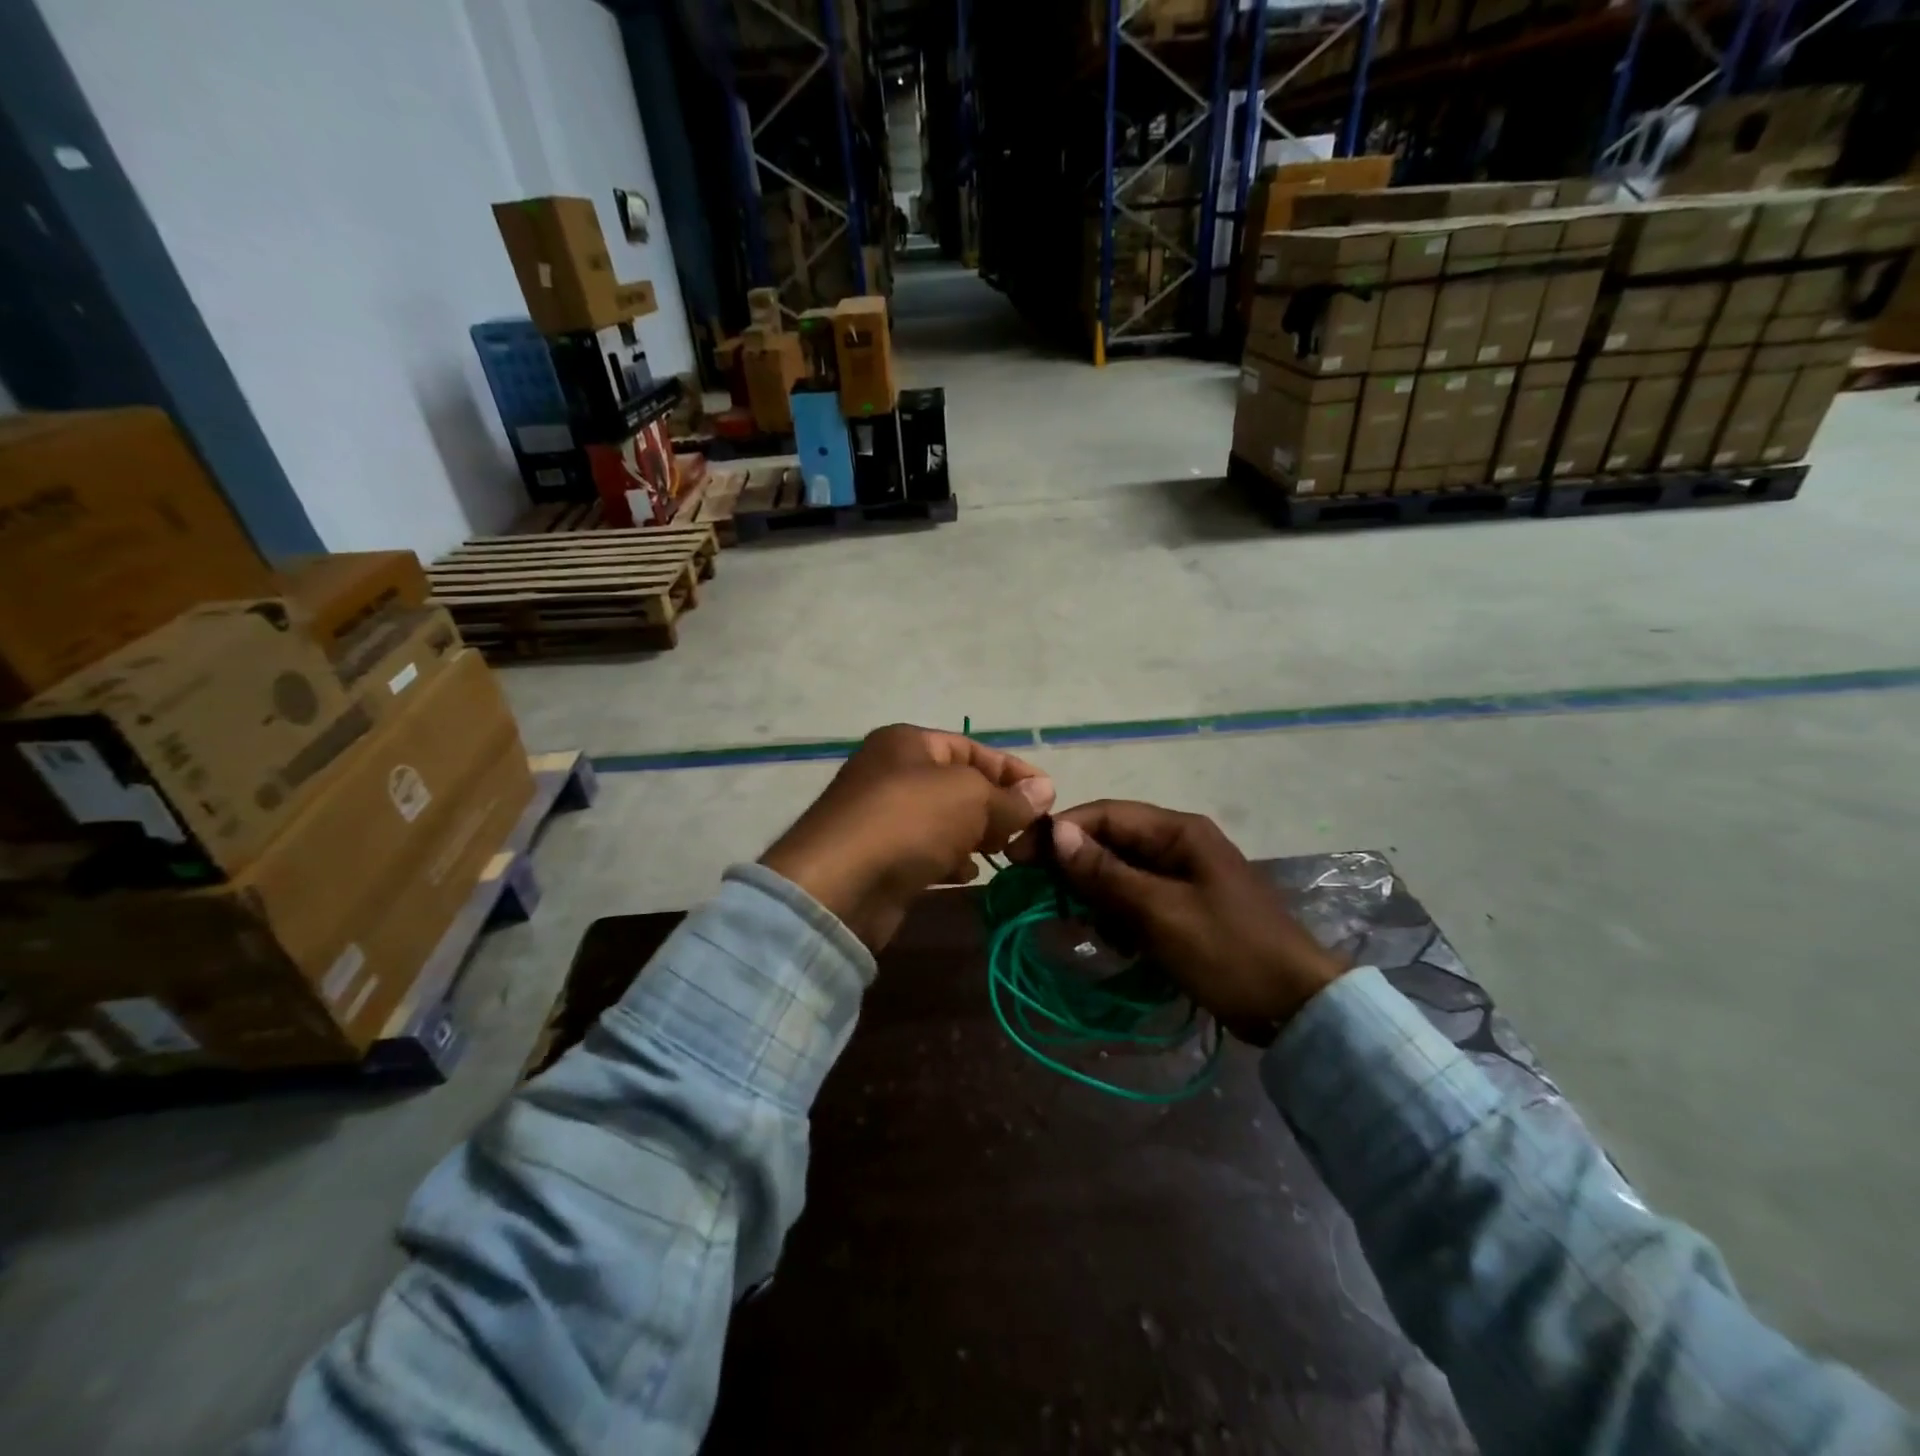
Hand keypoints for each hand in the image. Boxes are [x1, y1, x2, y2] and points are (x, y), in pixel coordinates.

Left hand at [761, 725, 1054, 951]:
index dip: (1013, 771)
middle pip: (959, 785)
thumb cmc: (909, 821)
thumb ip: (1009, 796)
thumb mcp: (970, 798)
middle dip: (996, 807)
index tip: (1048, 797)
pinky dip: (950, 860)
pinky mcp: (880, 857)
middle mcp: (892, 772)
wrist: (839, 886)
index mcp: (908, 743)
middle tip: (1028, 831)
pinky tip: (968, 875)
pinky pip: (926, 851)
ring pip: (944, 821)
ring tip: (1005, 853)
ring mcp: (883, 816)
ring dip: (976, 835)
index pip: (973, 748)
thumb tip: (1044, 790)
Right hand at [1010, 800, 1345, 1040]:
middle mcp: (1180, 845)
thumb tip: (1056, 833)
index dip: (1059, 832)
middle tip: (1043, 898)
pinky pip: (1138, 901)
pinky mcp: (1186, 908)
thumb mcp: (1160, 912)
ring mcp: (1184, 877)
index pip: (1105, 815)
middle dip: (1076, 869)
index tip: (1019, 856)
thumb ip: (1106, 873)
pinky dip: (1121, 918)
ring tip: (1087, 928)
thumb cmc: (1228, 952)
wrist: (1296, 1007)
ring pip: (1121, 874)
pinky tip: (1120, 945)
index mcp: (1179, 832)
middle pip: (1111, 842)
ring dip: (1098, 899)